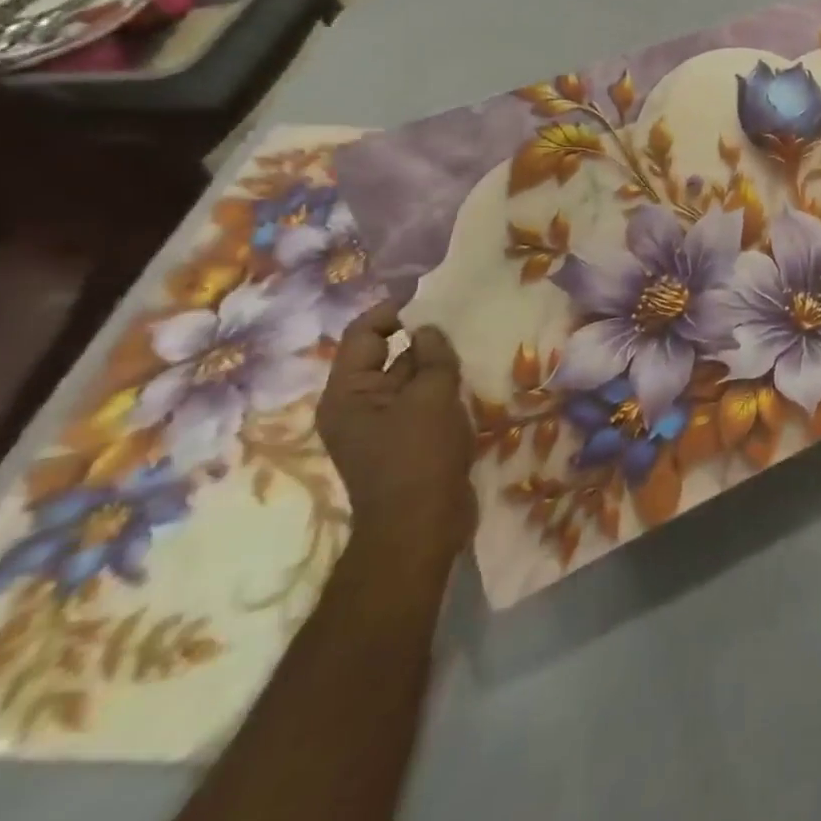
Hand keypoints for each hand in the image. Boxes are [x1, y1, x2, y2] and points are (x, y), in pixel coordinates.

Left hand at [318, 302, 474, 565]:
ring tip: (473, 341)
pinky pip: (422, 400)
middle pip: (385, 355)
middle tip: (462, 315)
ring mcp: (381, 425)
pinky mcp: (406, 440)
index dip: (393, 310)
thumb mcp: (430, 397)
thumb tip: (428, 329)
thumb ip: (432, 357)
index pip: (363, 335)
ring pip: (409, 378)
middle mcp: (356, 406)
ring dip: (437, 361)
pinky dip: (443, 386)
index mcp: (347, 394)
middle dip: (422, 335)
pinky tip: (473, 376)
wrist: (422, 525)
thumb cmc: (418, 456)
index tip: (432, 295)